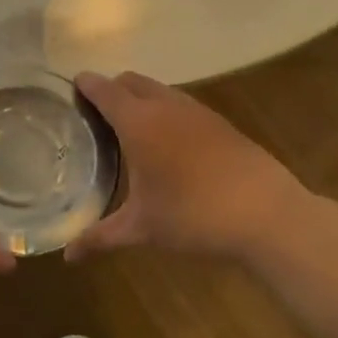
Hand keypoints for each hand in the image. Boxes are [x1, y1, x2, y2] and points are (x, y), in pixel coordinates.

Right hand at [66, 71, 316, 263]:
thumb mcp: (142, 228)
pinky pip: (182, 105)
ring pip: (160, 90)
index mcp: (139, 122)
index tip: (70, 88)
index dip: (85, 85)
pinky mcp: (221, 124)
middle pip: (131, 81)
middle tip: (95, 115)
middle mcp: (166, 106)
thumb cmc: (194, 216)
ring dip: (140, 98)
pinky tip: (168, 144)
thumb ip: (100, 237)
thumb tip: (68, 256)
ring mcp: (198, 112)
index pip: (104, 90)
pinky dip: (165, 111)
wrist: (269, 215)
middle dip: (111, 89)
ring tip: (128, 128)